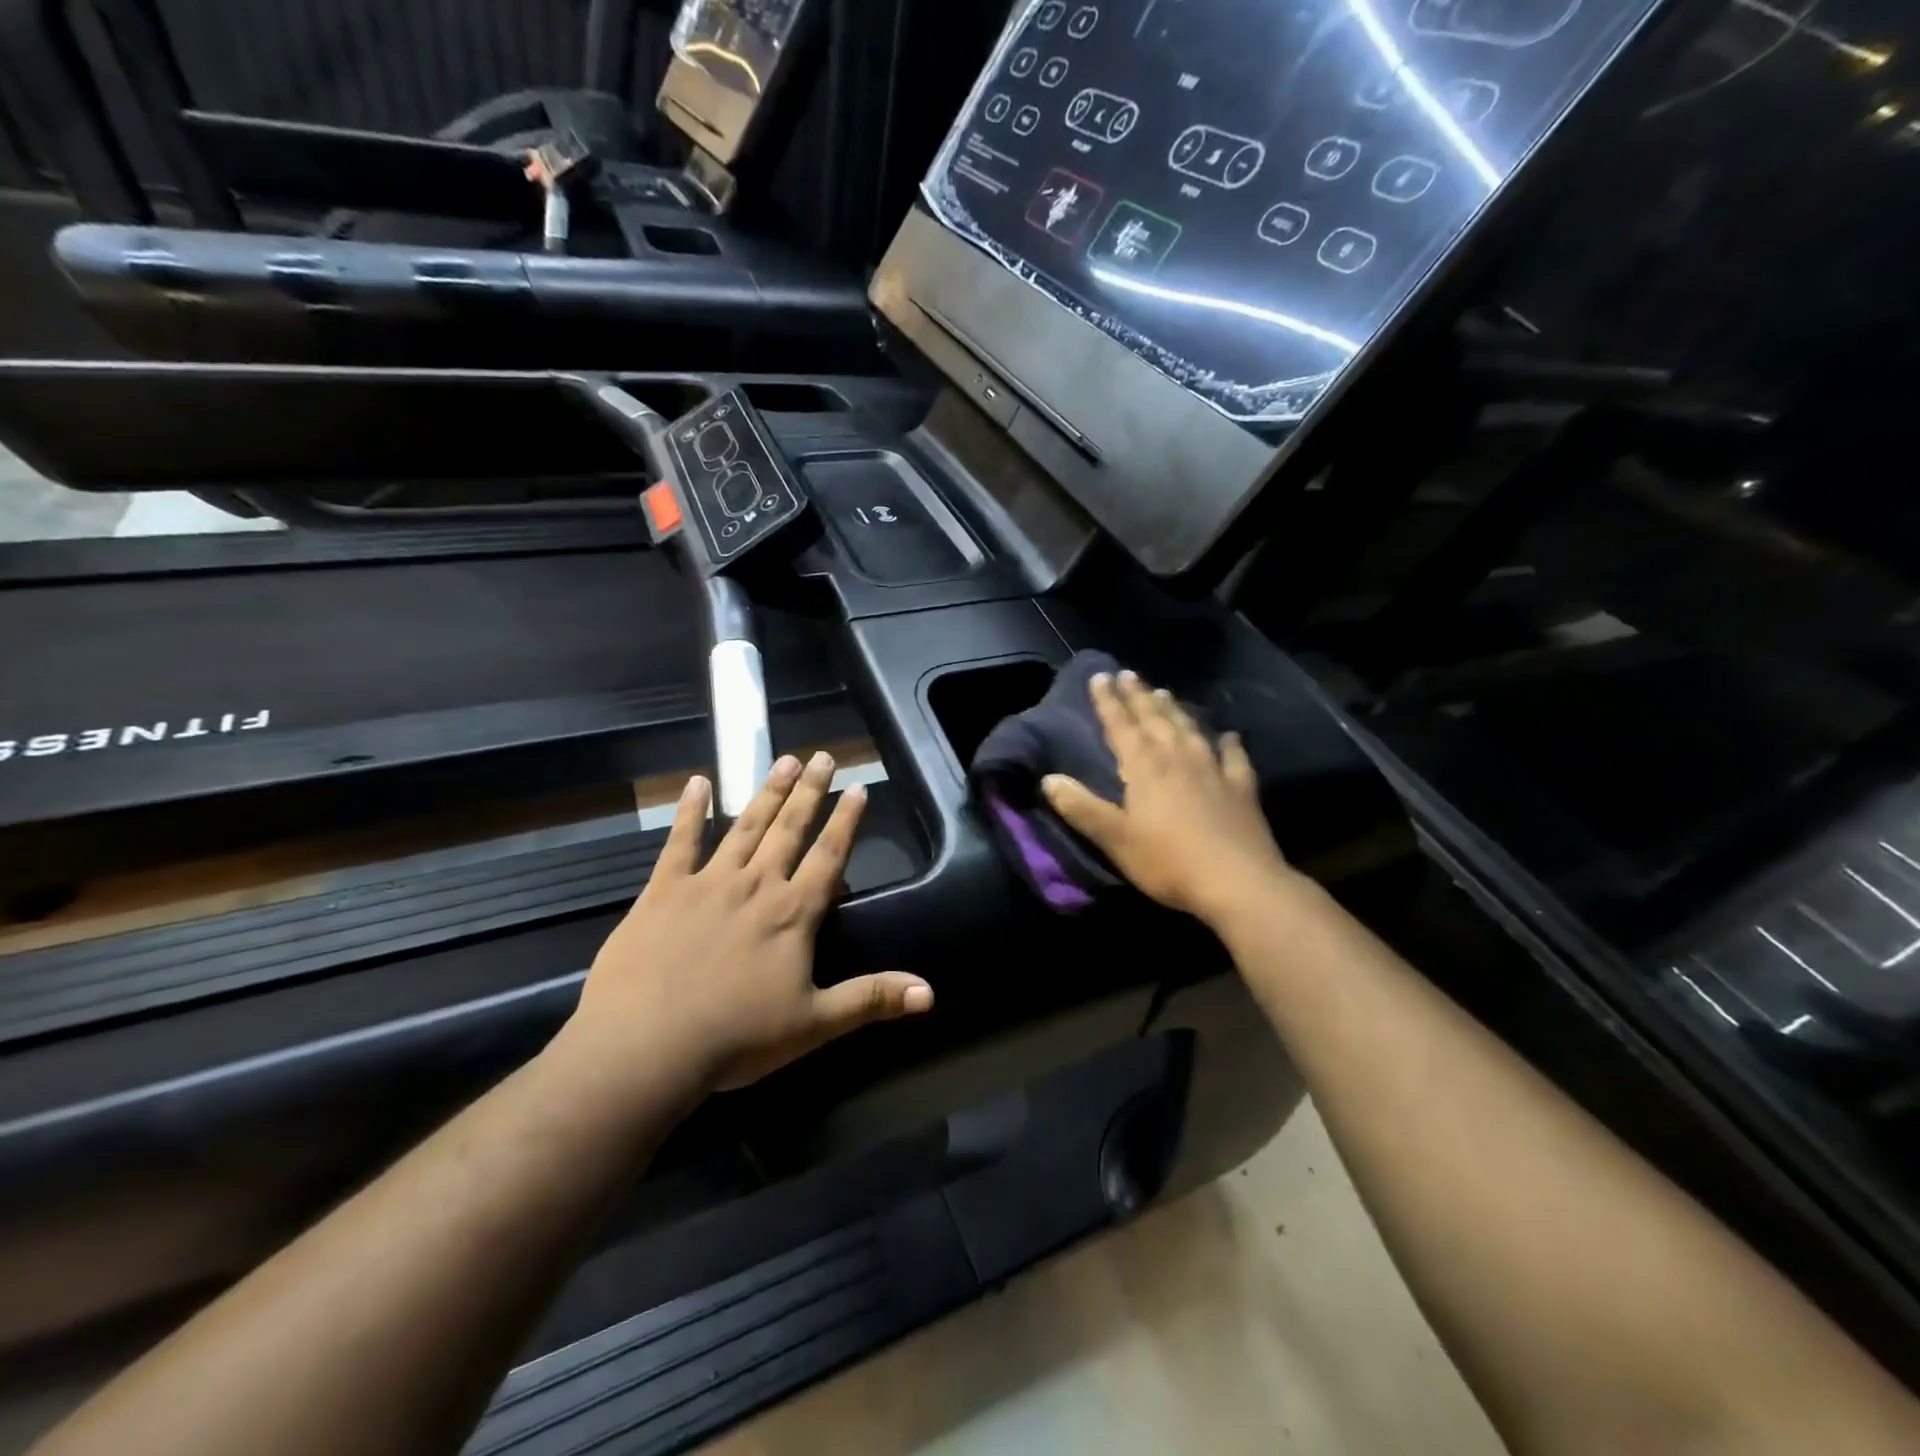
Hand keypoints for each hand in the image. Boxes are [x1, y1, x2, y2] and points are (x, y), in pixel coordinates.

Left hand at [556, 752, 933, 1103]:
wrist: (645, 1047)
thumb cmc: (736, 1038)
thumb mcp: (814, 1024)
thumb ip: (871, 999)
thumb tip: (930, 994)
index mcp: (793, 914)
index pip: (829, 856)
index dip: (846, 821)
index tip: (858, 787)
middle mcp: (756, 885)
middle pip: (790, 829)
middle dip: (809, 791)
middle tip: (822, 756)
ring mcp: (707, 883)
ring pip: (745, 826)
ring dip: (767, 792)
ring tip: (783, 760)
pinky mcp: (663, 891)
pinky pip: (680, 842)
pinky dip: (690, 811)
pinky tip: (698, 783)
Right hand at [1042, 670, 1295, 928]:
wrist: (1237, 882)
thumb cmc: (1168, 861)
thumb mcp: (1115, 839)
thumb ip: (1082, 808)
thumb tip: (1049, 779)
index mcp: (1145, 767)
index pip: (1121, 726)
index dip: (1108, 701)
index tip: (1100, 676)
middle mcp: (1178, 758)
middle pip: (1155, 719)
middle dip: (1139, 696)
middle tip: (1128, 675)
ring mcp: (1214, 770)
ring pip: (1190, 729)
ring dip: (1174, 710)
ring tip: (1164, 692)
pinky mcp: (1242, 789)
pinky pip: (1234, 757)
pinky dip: (1229, 744)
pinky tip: (1229, 736)